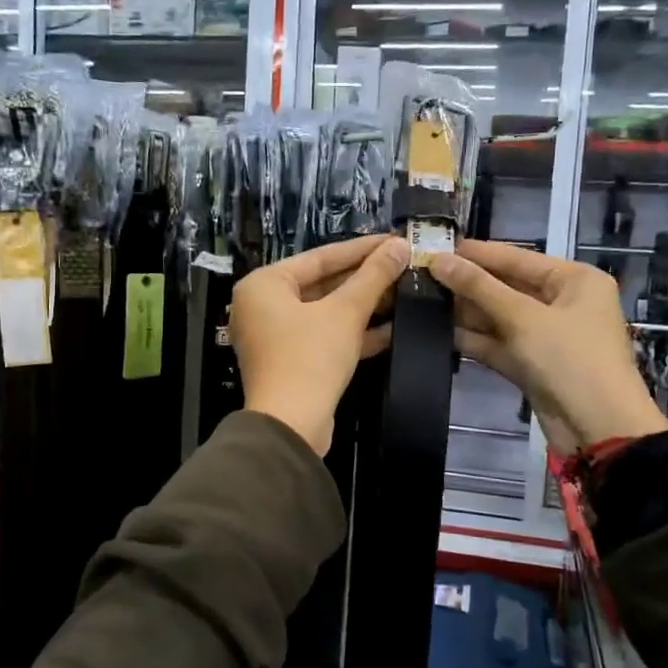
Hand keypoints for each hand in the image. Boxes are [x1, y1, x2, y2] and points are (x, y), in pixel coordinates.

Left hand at [229, 234, 407, 455]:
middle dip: (365, 279)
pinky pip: (324, 337)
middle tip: (403, 265)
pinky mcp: (291, 362)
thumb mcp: (346, 312)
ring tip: (404, 292)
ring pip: (326, 312)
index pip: (320, 256)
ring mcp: (275, 336)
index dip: (362, 249)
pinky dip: (353, 333)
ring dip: (364, 306)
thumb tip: (399, 245)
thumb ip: (373, 277)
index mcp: (264, 284)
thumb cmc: (310, 357)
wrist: (291, 426)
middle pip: (322, 283)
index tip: (394, 240)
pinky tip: (392, 329)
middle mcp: (262, 306)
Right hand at [430, 240, 667, 454]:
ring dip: (466, 312)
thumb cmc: (570, 359)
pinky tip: (438, 331)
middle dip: (467, 284)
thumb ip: (478, 287)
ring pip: (499, 317)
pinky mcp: (532, 365)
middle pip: (507, 287)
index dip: (477, 254)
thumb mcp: (523, 317)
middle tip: (421, 275)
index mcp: (574, 280)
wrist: (599, 429)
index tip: (436, 246)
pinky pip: (499, 344)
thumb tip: (438, 259)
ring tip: (421, 300)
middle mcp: (562, 303)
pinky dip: (474, 339)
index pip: (518, 258)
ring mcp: (547, 336)